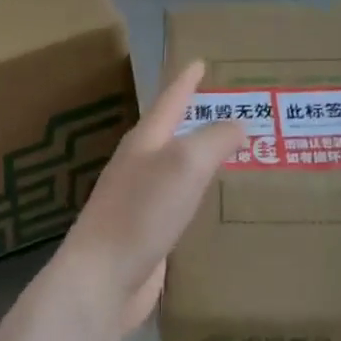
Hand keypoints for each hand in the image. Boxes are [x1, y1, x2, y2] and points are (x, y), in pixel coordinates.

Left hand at [53, 61, 244, 332]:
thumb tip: (238, 123)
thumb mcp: (184, 165)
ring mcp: (141, 201)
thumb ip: (214, 139)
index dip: (186, 80)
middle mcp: (140, 166)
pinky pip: (180, 204)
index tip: (200, 61)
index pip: (170, 100)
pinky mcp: (148, 234)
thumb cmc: (142, 212)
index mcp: (144, 142)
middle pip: (172, 132)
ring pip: (177, 169)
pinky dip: (199, 195)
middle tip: (232, 107)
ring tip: (234, 152)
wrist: (102, 279)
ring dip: (201, 158)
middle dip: (197, 117)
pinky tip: (216, 204)